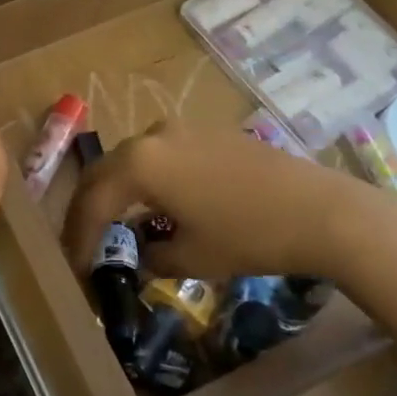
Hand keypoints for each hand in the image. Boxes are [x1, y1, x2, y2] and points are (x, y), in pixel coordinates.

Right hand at [63, 123, 396, 284]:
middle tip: (82, 240)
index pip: (93, 201)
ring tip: (116, 224)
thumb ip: (152, 255)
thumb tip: (140, 256)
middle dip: (90, 207)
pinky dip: (148, 180)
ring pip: (132, 159)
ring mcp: (183, 129)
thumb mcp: (192, 257)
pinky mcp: (208, 133)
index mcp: (140, 163)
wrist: (322, 210)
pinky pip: (161, 155)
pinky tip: (158, 205)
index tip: (74, 266)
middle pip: (104, 171)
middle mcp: (153, 136)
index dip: (78, 236)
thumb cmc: (250, 235)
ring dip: (118, 191)